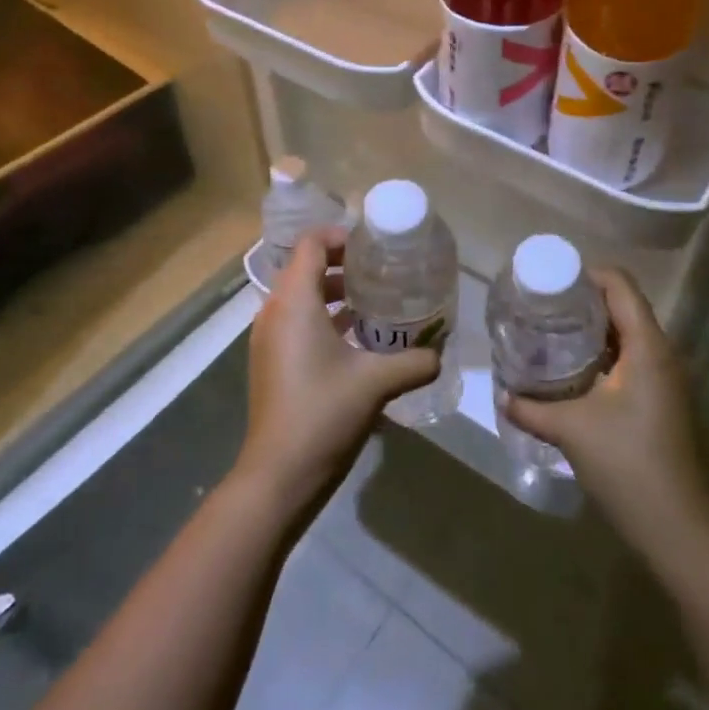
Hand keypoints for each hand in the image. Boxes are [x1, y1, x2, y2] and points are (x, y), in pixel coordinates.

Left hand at [233, 227, 439, 516]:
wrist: (279, 473)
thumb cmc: (324, 413)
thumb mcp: (377, 382)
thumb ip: (415, 361)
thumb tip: (440, 353)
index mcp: (294, 302)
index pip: (311, 244)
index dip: (340, 236)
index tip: (374, 245)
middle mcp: (274, 311)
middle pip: (305, 268)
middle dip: (343, 264)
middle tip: (382, 271)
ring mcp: (268, 338)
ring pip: (300, 297)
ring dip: (334, 293)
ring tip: (375, 302)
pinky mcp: (270, 361)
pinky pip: (296, 322)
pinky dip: (323, 318)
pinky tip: (357, 339)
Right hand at [506, 268, 708, 563]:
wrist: (677, 527)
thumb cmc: (626, 464)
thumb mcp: (571, 429)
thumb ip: (531, 408)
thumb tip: (502, 394)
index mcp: (647, 346)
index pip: (620, 285)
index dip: (585, 274)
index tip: (549, 282)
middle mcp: (662, 353)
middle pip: (623, 306)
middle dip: (583, 302)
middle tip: (542, 307)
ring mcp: (666, 379)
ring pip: (627, 335)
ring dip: (593, 330)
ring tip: (551, 333)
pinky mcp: (662, 400)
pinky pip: (631, 359)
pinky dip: (603, 354)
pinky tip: (573, 370)